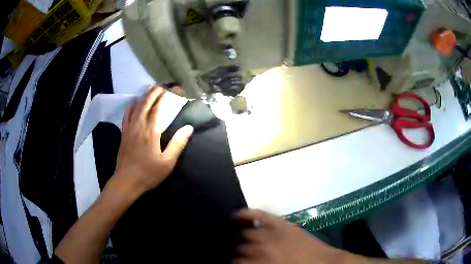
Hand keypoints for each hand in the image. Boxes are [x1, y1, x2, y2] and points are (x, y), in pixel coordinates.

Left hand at [112, 85, 193, 196]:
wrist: (126, 182)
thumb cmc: (148, 174)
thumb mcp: (167, 162)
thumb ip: (178, 144)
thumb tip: (189, 127)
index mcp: (151, 131)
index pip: (159, 108)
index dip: (166, 97)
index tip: (173, 89)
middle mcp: (139, 125)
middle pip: (146, 104)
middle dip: (154, 92)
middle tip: (162, 85)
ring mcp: (129, 129)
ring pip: (136, 107)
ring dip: (144, 96)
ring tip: (150, 88)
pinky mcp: (124, 133)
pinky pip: (127, 115)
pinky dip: (130, 106)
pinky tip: (133, 101)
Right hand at [234, 209, 348, 263]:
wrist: (324, 263)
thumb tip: (244, 261)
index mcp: (264, 261)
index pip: (239, 261)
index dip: (235, 262)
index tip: (234, 261)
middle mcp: (266, 247)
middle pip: (242, 247)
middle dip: (239, 250)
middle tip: (237, 252)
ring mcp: (275, 233)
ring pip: (248, 234)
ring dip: (242, 238)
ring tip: (239, 239)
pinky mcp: (283, 224)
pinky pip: (262, 216)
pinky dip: (249, 214)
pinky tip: (238, 213)